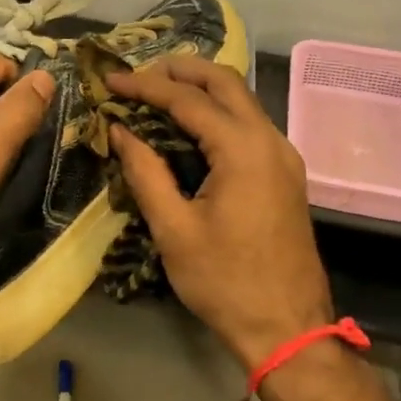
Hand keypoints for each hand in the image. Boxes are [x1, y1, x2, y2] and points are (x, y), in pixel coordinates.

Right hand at [106, 58, 332, 368]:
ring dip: (201, 87)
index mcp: (242, 150)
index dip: (145, 86)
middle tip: (139, 74)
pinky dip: (218, 110)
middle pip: (225, 81)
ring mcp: (283, 154)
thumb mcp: (174, 229)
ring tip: (158, 92)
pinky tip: (191, 124)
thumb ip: (145, 171)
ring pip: (241, 98)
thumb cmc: (225, 282)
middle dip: (180, 70)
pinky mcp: (285, 171)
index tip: (111, 80)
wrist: (290, 330)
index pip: (188, 100)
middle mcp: (269, 140)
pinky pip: (249, 122)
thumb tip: (120, 131)